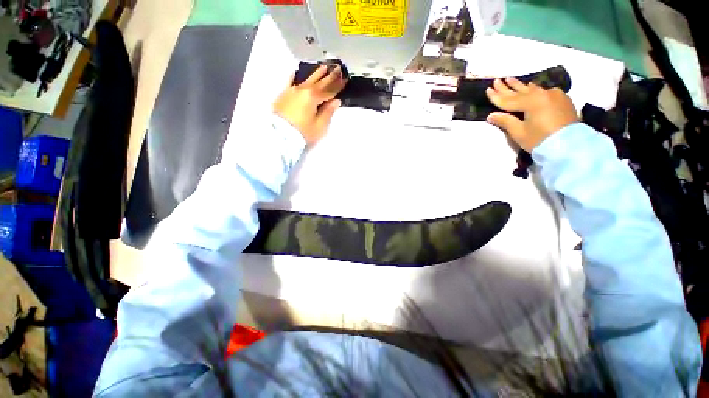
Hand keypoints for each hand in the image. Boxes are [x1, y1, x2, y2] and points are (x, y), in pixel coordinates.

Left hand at [273, 65, 347, 144]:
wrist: (280, 136)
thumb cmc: (303, 132)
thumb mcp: (319, 126)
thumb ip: (328, 112)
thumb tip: (335, 101)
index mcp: (313, 97)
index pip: (329, 90)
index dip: (338, 85)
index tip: (345, 78)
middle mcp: (303, 90)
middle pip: (319, 82)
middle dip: (330, 76)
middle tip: (338, 68)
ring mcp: (292, 91)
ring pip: (306, 80)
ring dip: (316, 74)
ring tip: (323, 67)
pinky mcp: (284, 95)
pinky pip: (290, 83)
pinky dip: (294, 77)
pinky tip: (295, 72)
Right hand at [485, 77, 578, 151]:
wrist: (569, 146)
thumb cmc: (540, 140)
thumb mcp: (519, 132)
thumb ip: (505, 121)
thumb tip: (491, 115)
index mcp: (530, 102)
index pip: (508, 100)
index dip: (496, 96)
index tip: (487, 89)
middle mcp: (542, 94)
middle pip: (520, 91)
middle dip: (507, 87)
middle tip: (498, 80)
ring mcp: (554, 95)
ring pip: (533, 89)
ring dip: (521, 86)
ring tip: (511, 79)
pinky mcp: (562, 100)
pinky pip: (544, 91)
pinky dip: (535, 90)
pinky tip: (532, 87)